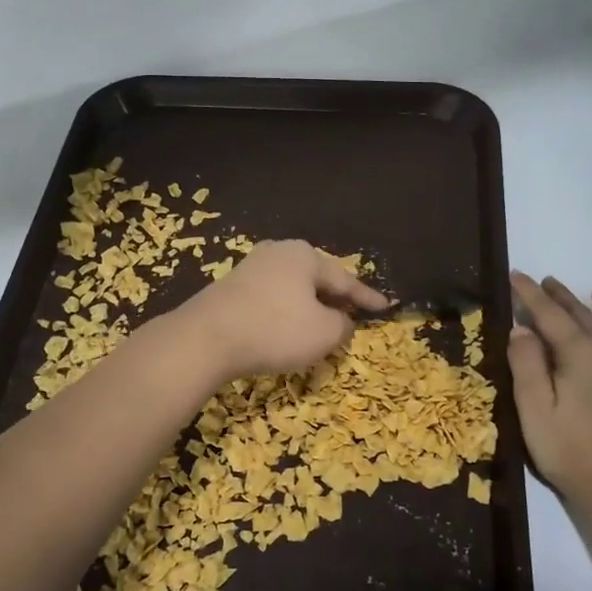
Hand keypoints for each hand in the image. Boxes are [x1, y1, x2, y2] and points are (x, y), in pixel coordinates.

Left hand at [172, 240, 389, 380]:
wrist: (206, 338)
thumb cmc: (275, 329)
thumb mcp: (324, 333)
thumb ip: (342, 325)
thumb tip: (342, 321)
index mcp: (305, 255)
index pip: (345, 279)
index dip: (367, 297)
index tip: (385, 307)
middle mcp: (278, 252)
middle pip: (316, 278)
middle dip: (336, 298)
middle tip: (354, 314)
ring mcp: (251, 267)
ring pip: (292, 288)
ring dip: (309, 306)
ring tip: (323, 323)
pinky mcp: (230, 287)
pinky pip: (271, 298)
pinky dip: (286, 312)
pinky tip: (288, 328)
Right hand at [507, 272, 591, 509]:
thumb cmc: (570, 450)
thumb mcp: (534, 409)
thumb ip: (526, 364)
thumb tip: (522, 328)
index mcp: (578, 352)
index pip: (548, 314)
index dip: (530, 294)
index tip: (515, 274)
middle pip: (584, 314)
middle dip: (562, 296)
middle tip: (547, 282)